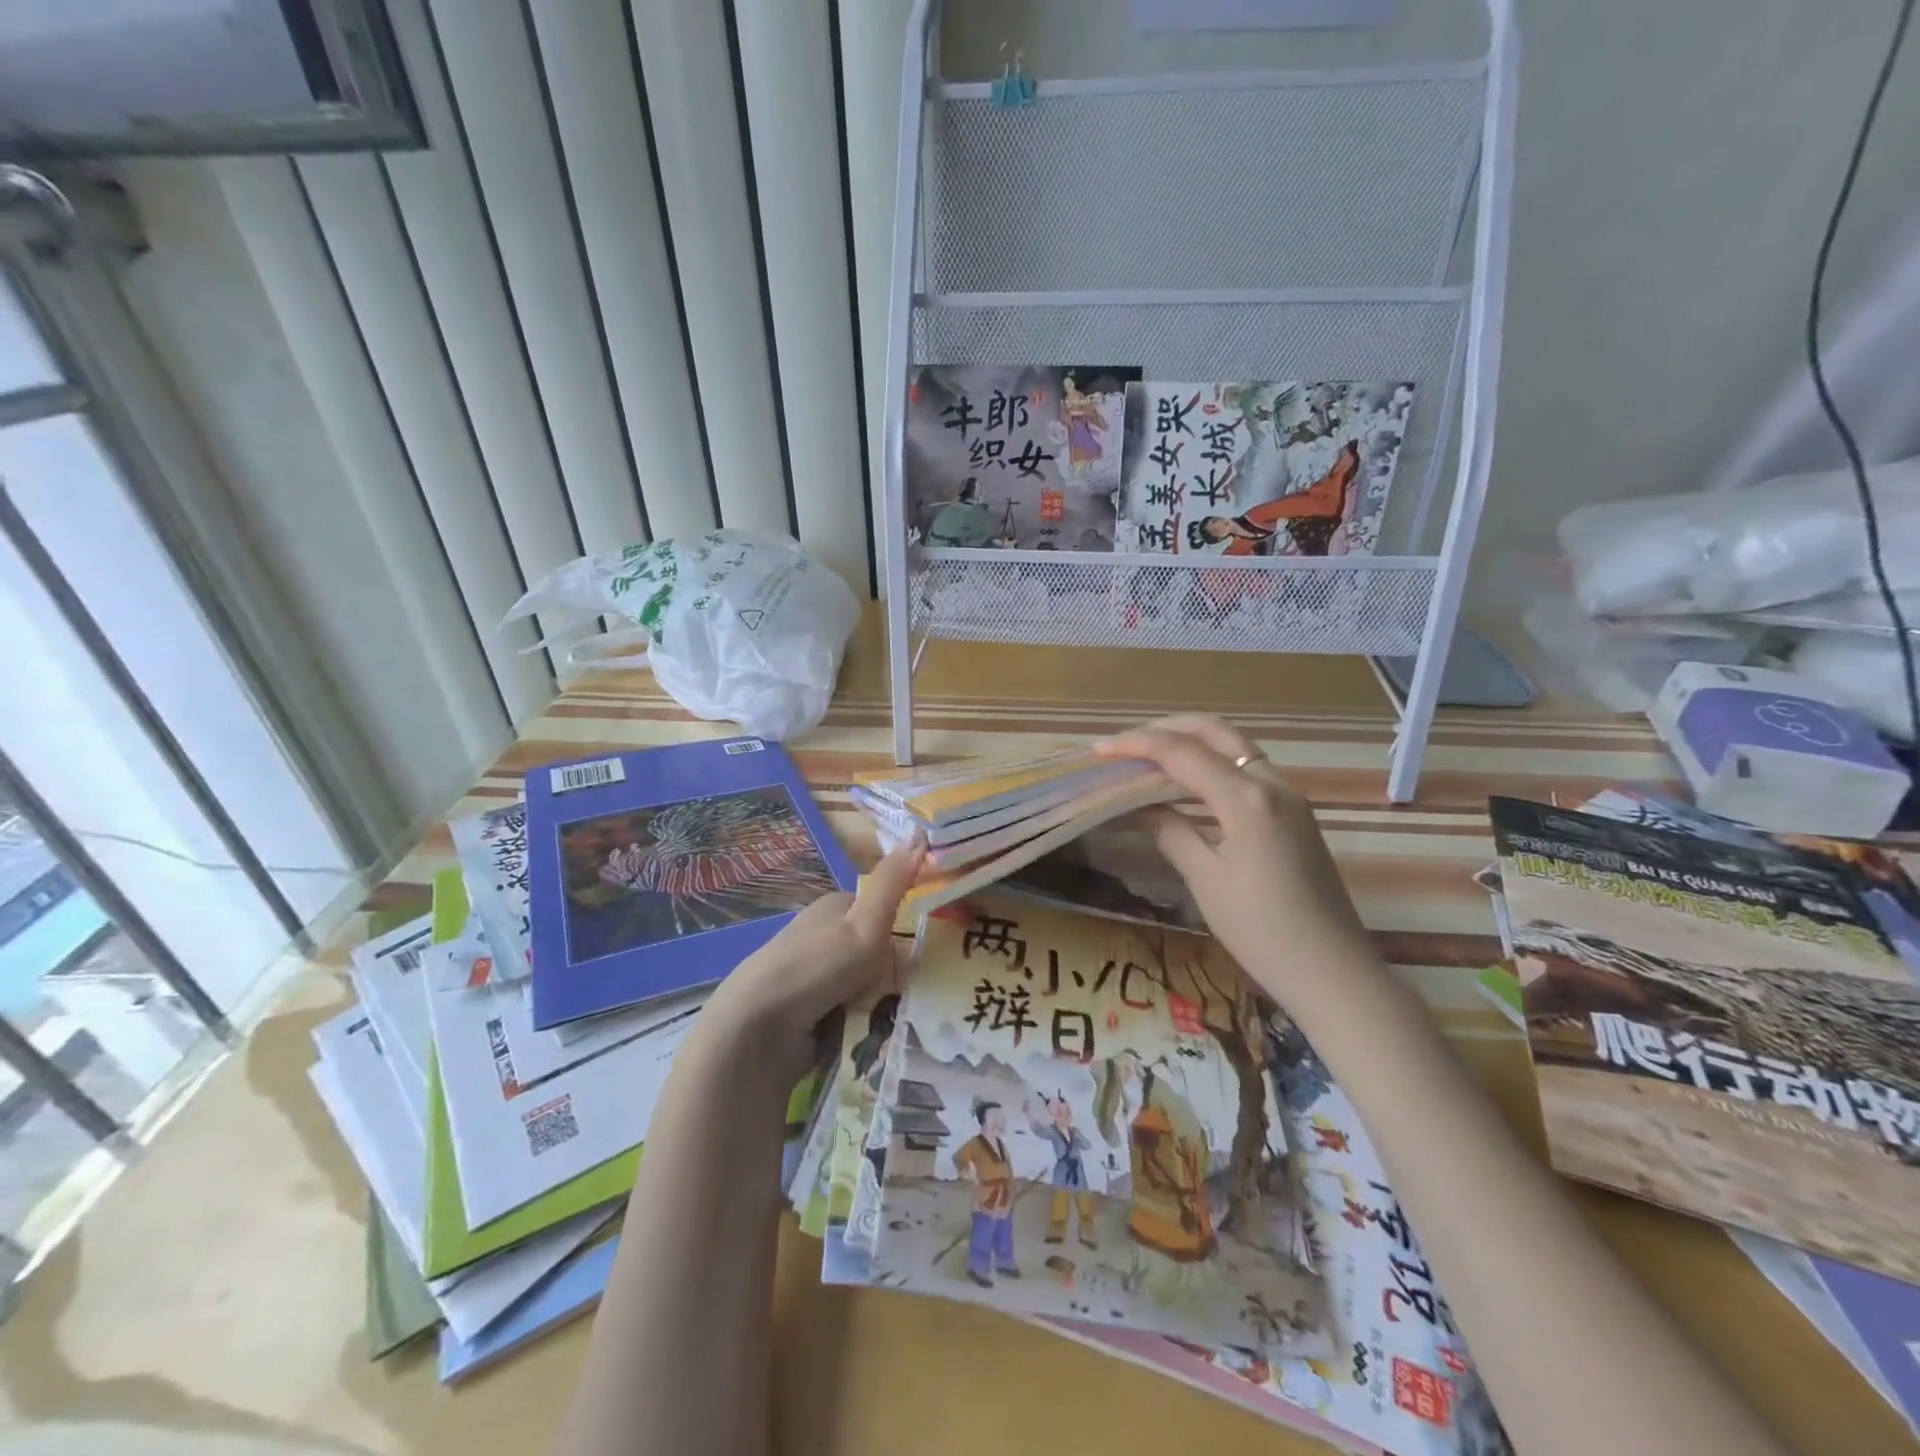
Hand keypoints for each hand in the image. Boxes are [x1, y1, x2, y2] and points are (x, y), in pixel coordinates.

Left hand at [697, 834, 924, 1083]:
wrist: (757, 1031)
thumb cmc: (817, 967)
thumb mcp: (865, 921)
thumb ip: (894, 882)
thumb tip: (920, 830)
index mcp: (834, 907)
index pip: (884, 910)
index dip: (907, 927)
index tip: (932, 949)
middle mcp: (824, 937)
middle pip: (878, 952)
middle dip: (895, 973)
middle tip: (917, 990)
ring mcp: (814, 977)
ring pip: (867, 986)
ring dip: (882, 1003)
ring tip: (900, 1019)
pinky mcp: (808, 1014)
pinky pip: (852, 1015)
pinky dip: (864, 1025)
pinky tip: (877, 1037)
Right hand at [1093, 715, 1377, 1014]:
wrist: (1333, 973)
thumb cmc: (1262, 933)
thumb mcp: (1206, 881)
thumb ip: (1170, 831)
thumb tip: (1137, 806)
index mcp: (1248, 799)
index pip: (1183, 754)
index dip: (1137, 745)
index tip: (1099, 750)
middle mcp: (1272, 783)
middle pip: (1215, 731)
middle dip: (1167, 728)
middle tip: (1125, 743)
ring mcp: (1289, 795)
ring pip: (1234, 746)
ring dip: (1191, 741)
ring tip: (1147, 756)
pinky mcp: (1294, 812)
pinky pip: (1247, 768)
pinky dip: (1212, 762)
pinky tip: (1187, 781)